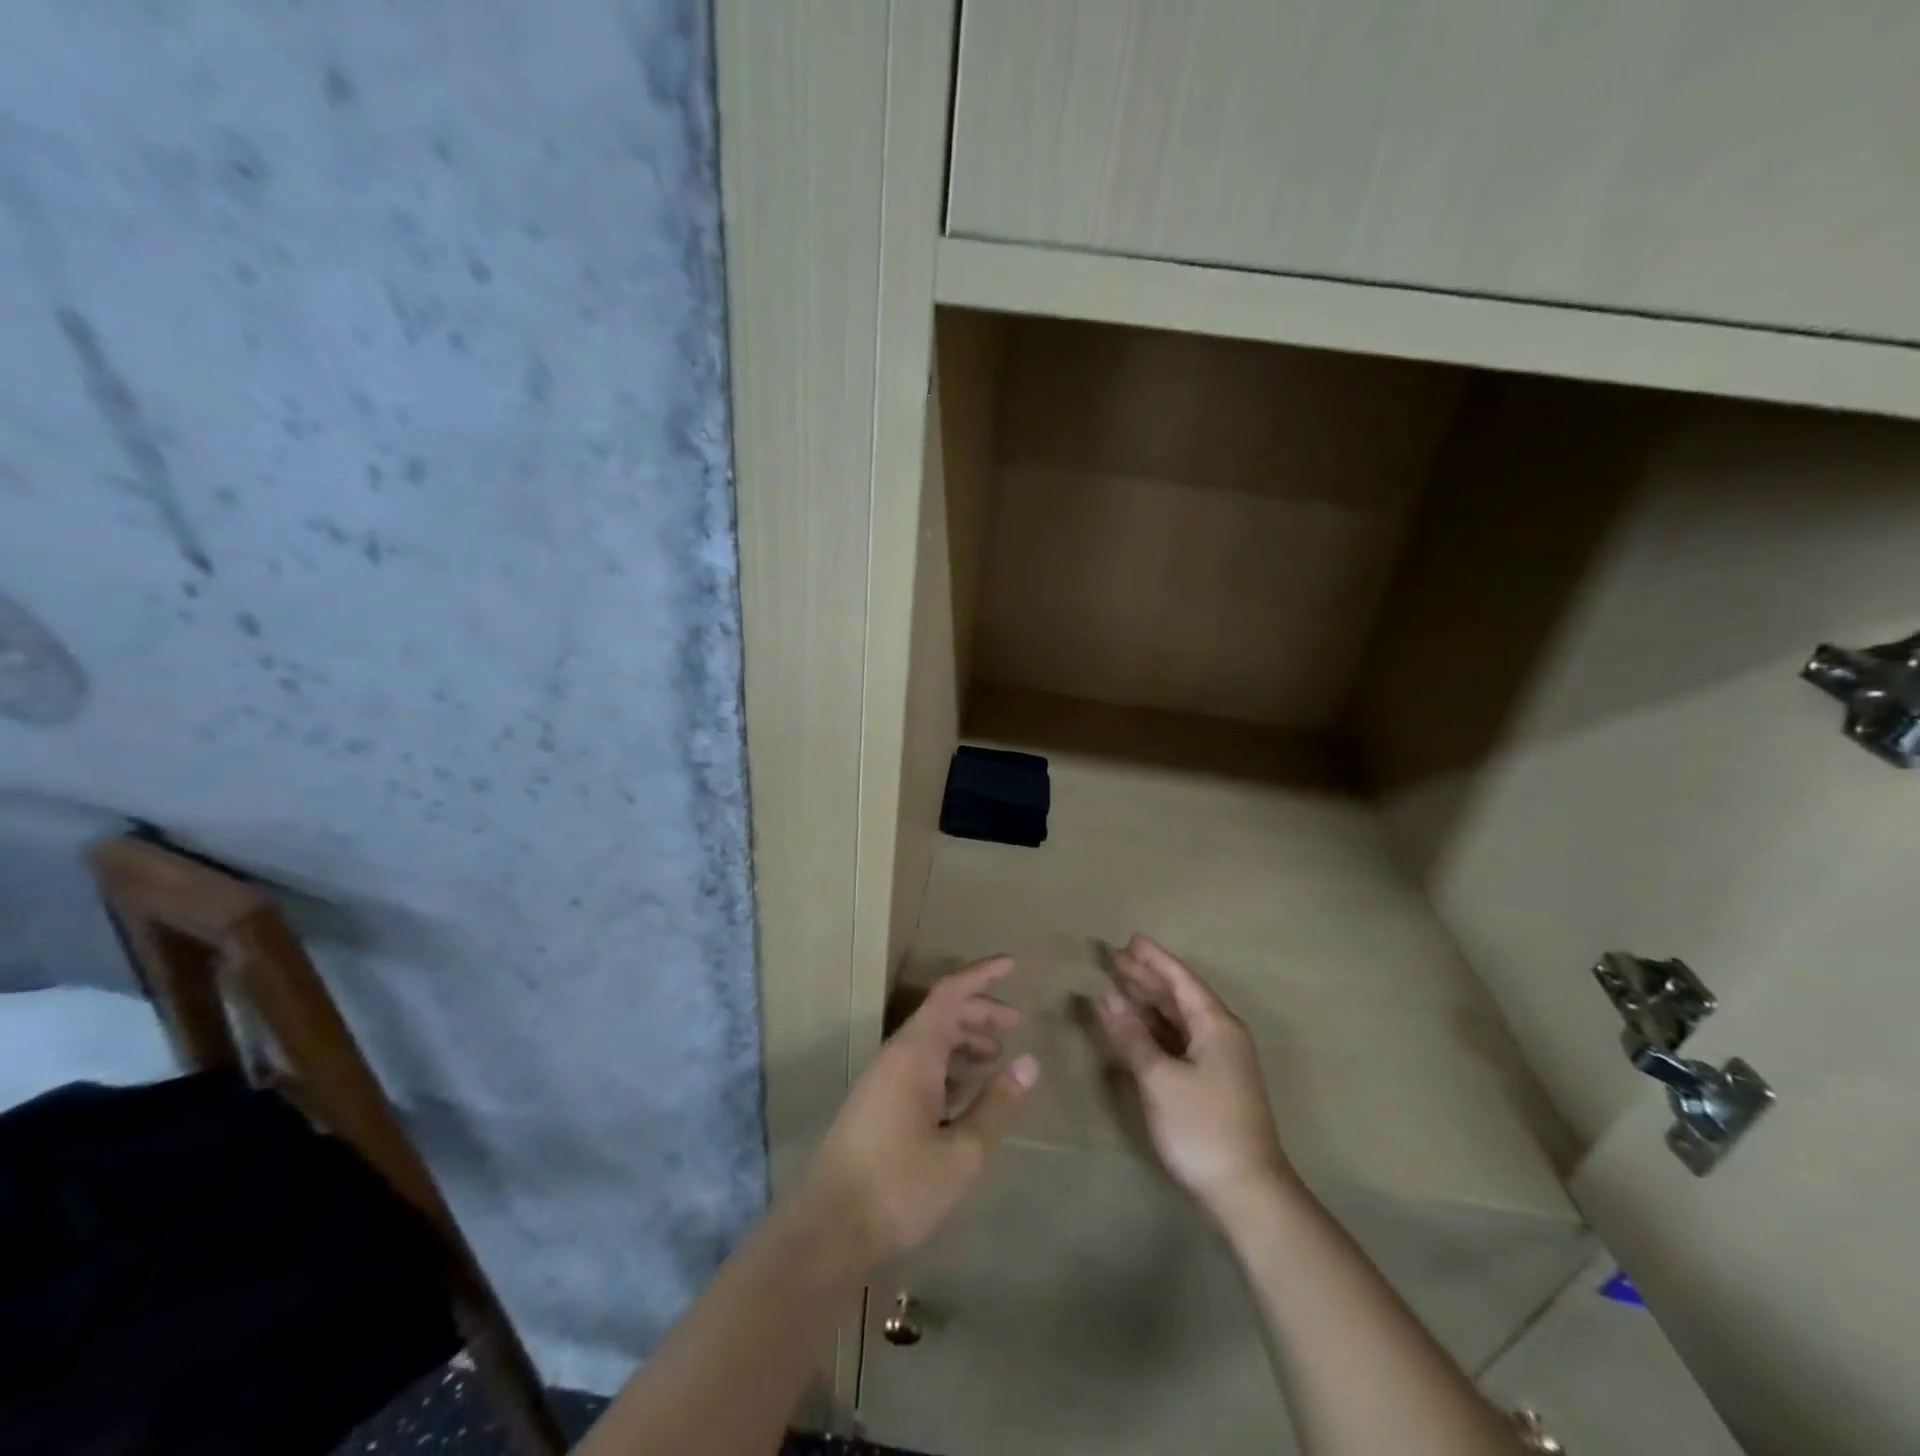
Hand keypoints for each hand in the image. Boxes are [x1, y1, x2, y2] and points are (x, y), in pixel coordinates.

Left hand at [805, 956, 1039, 1266]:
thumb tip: (1029, 1062)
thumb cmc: (901, 1186)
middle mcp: (896, 1056)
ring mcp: (883, 1080)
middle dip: (979, 1012)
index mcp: (915, 1053)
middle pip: (941, 1014)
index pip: (950, 994)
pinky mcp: (877, 1104)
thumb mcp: (963, 1152)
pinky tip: (966, 1091)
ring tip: (997, 1057)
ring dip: (964, 1040)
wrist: (830, 1229)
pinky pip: (919, 1066)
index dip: (982, 975)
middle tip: (1015, 1025)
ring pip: (929, 1042)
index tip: (1013, 964)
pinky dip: (948, 1066)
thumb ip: (997, 1104)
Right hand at [1096, 935, 1294, 1215]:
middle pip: (1180, 995)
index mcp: (1216, 1025)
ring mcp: (1219, 1060)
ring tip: (1119, 984)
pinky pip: (1180, 1039)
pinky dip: (1155, 1028)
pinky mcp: (1213, 1082)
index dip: (1154, 959)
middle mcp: (1221, 1034)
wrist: (1247, 1192)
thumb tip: (1107, 999)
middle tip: (1114, 957)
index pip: (1181, 979)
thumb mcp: (1160, 1079)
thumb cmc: (1203, 1127)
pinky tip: (1135, 1027)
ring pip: (1179, 1018)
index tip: (1129, 940)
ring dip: (1150, 1001)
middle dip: (1147, 976)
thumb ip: (1132, 1036)